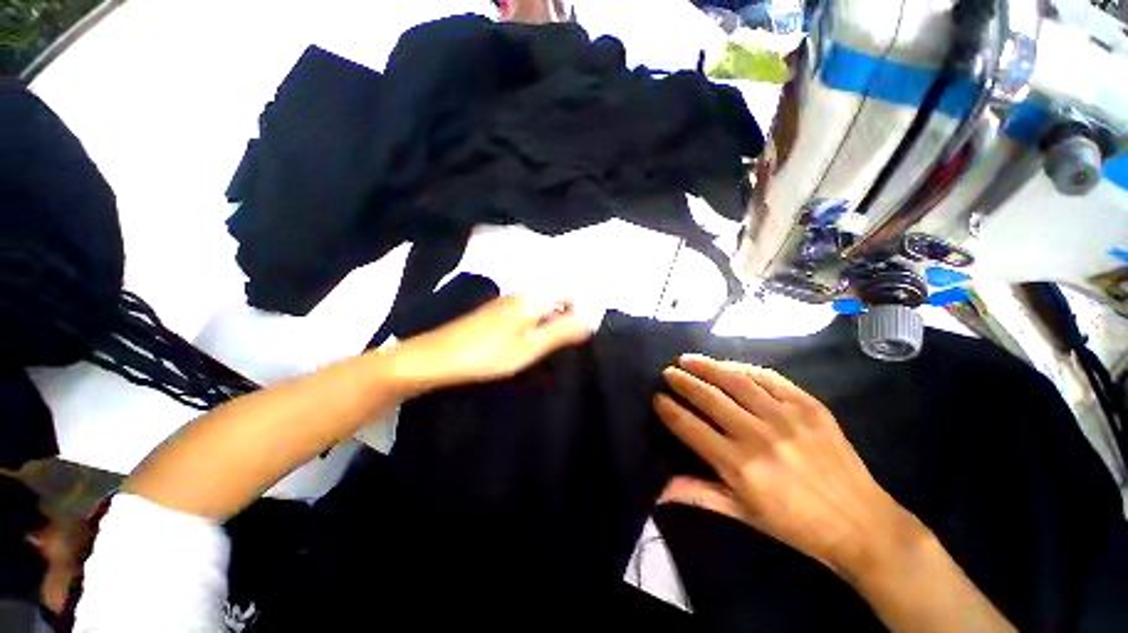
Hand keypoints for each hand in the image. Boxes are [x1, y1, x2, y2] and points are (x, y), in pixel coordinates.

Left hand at [391, 294, 591, 393]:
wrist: (437, 357)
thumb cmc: (489, 353)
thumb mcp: (531, 345)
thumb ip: (562, 331)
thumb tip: (590, 319)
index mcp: (531, 298)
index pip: (567, 291)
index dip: (581, 306)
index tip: (584, 330)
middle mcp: (520, 294)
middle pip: (554, 296)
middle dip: (567, 314)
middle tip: (570, 341)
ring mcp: (505, 303)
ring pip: (539, 305)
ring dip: (552, 320)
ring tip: (553, 344)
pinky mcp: (495, 314)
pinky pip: (525, 312)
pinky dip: (535, 324)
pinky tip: (530, 342)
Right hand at [654, 355, 922, 576]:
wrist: (860, 522)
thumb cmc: (794, 525)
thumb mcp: (741, 513)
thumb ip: (697, 494)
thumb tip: (658, 489)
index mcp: (739, 465)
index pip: (691, 427)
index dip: (669, 410)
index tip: (657, 398)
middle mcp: (758, 435)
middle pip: (709, 397)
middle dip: (682, 381)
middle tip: (667, 371)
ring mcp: (786, 416)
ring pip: (735, 380)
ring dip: (707, 366)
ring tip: (687, 358)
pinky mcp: (808, 405)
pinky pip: (768, 377)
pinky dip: (743, 368)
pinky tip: (728, 365)